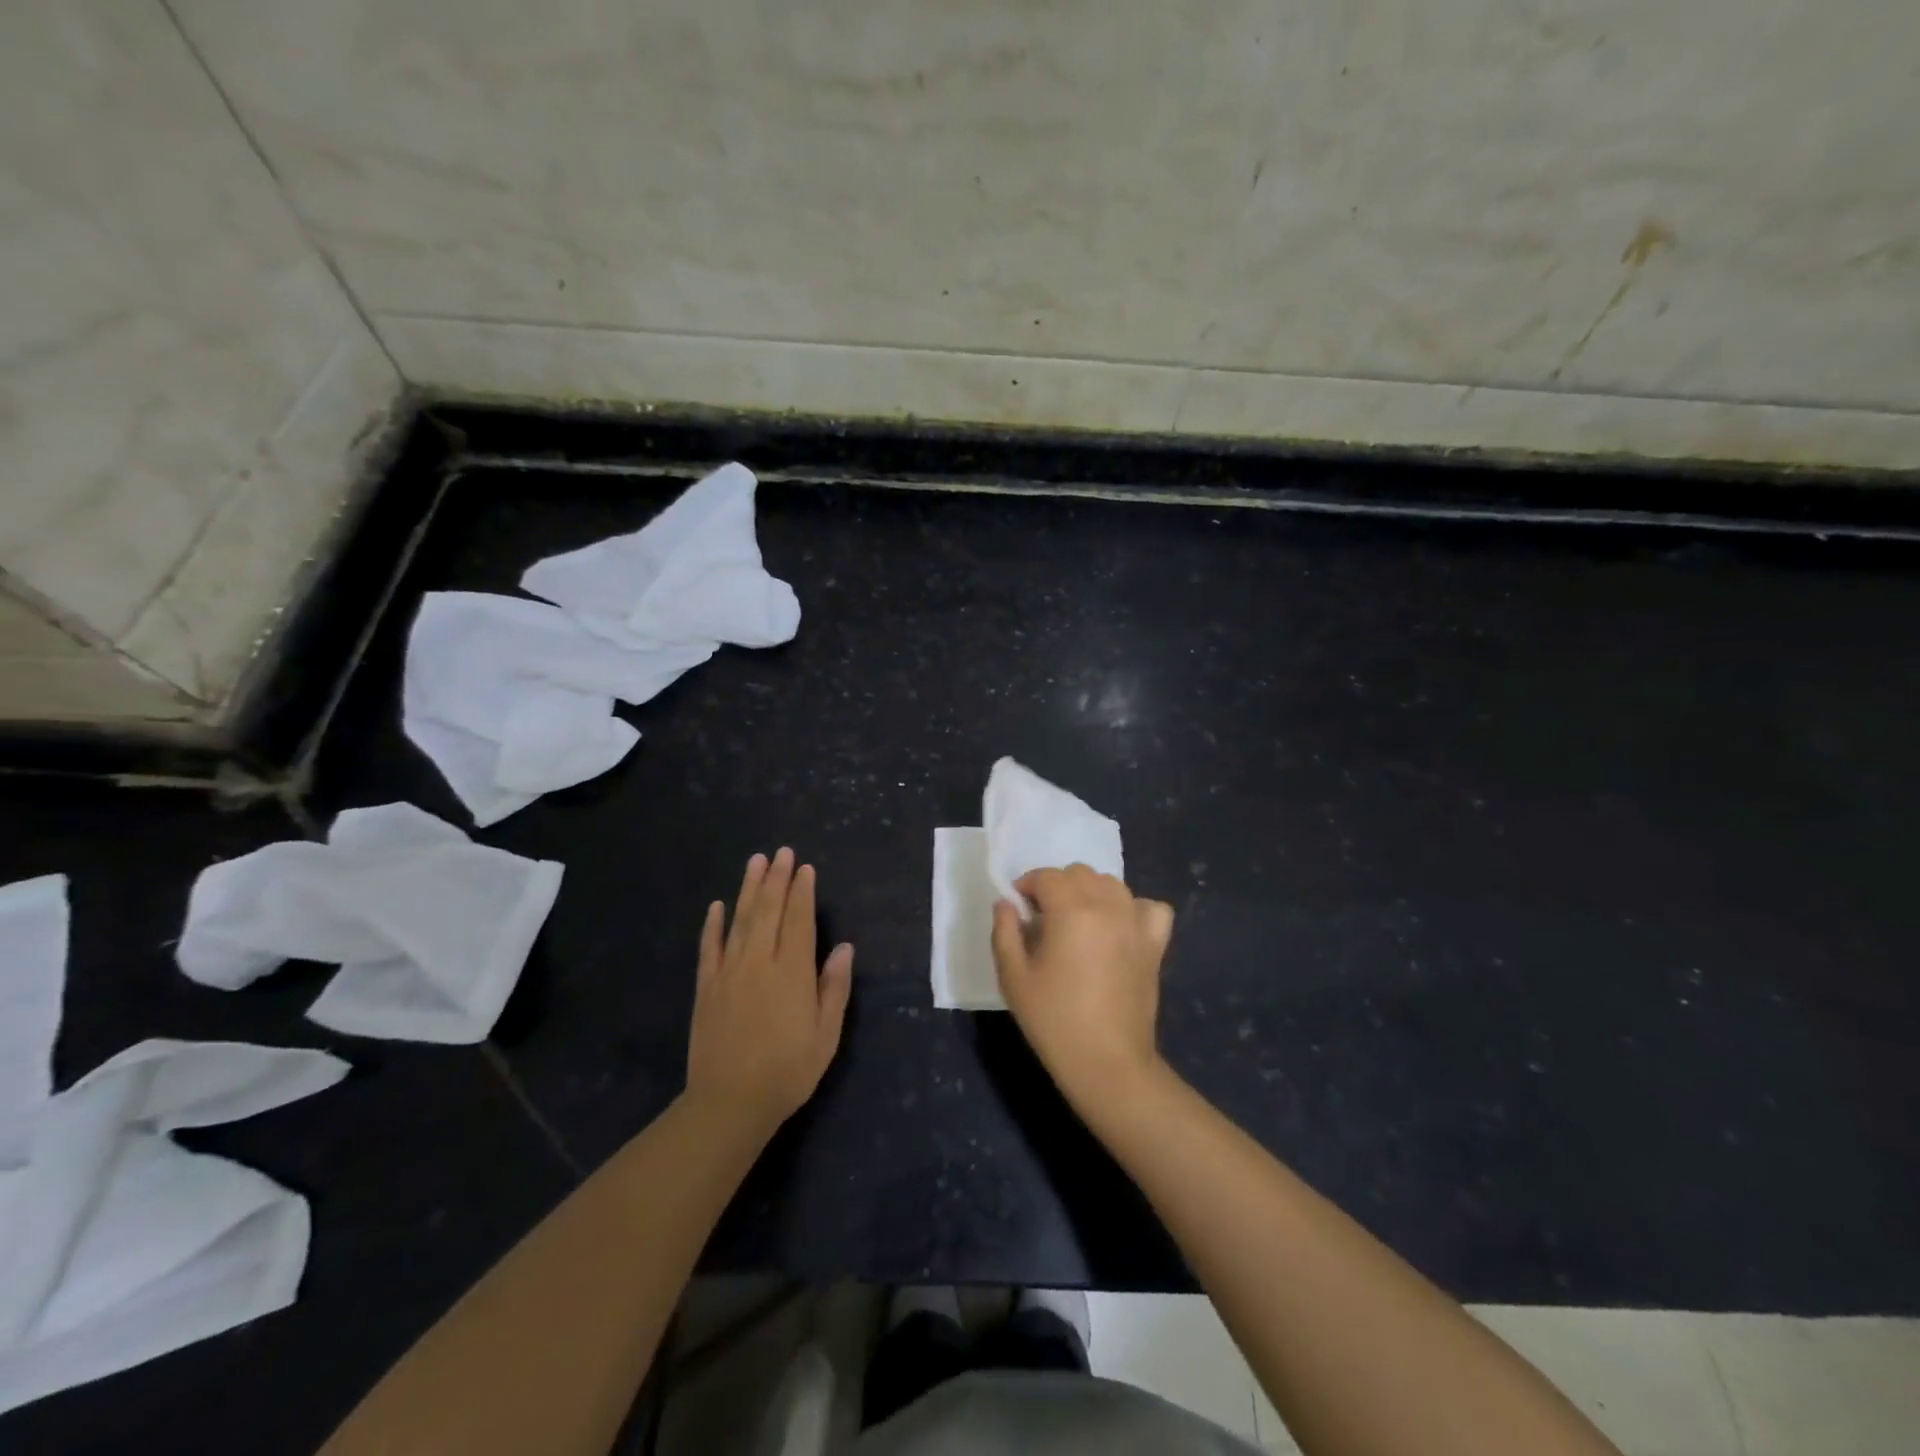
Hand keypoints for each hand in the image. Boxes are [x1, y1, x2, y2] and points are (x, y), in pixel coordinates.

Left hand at [685, 848, 853, 1138]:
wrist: (729, 1103)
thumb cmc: (788, 1071)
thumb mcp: (826, 1034)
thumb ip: (835, 988)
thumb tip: (844, 947)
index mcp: (792, 972)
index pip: (799, 920)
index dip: (802, 892)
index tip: (804, 868)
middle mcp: (760, 962)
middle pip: (768, 911)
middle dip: (776, 879)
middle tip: (781, 852)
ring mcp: (729, 972)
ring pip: (740, 920)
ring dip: (748, 888)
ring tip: (755, 861)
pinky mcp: (706, 987)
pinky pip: (709, 947)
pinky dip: (713, 924)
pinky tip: (717, 905)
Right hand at [991, 864, 1174, 1109]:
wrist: (1108, 1063)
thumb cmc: (1054, 1021)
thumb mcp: (1013, 978)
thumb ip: (1005, 932)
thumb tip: (1007, 904)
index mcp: (1072, 910)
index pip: (1047, 877)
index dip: (1027, 886)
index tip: (1018, 909)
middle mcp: (1108, 906)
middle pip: (1080, 874)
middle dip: (1057, 887)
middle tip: (1043, 919)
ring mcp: (1136, 923)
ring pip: (1111, 884)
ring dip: (1090, 893)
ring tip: (1077, 922)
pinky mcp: (1155, 944)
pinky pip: (1150, 907)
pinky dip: (1133, 909)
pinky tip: (1119, 928)